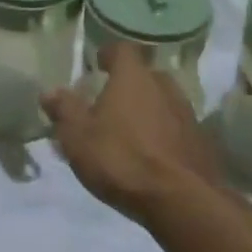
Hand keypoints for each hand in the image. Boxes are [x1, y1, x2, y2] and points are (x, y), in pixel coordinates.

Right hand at [42, 46, 218, 224]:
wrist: (180, 200)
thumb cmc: (121, 159)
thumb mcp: (77, 136)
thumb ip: (64, 109)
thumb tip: (50, 91)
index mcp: (133, 77)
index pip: (122, 50)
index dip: (108, 55)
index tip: (97, 65)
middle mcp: (164, 87)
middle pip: (145, 75)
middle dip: (128, 85)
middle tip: (110, 104)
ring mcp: (187, 114)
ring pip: (163, 102)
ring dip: (147, 110)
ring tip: (130, 132)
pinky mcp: (201, 142)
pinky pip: (176, 128)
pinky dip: (163, 134)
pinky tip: (152, 154)